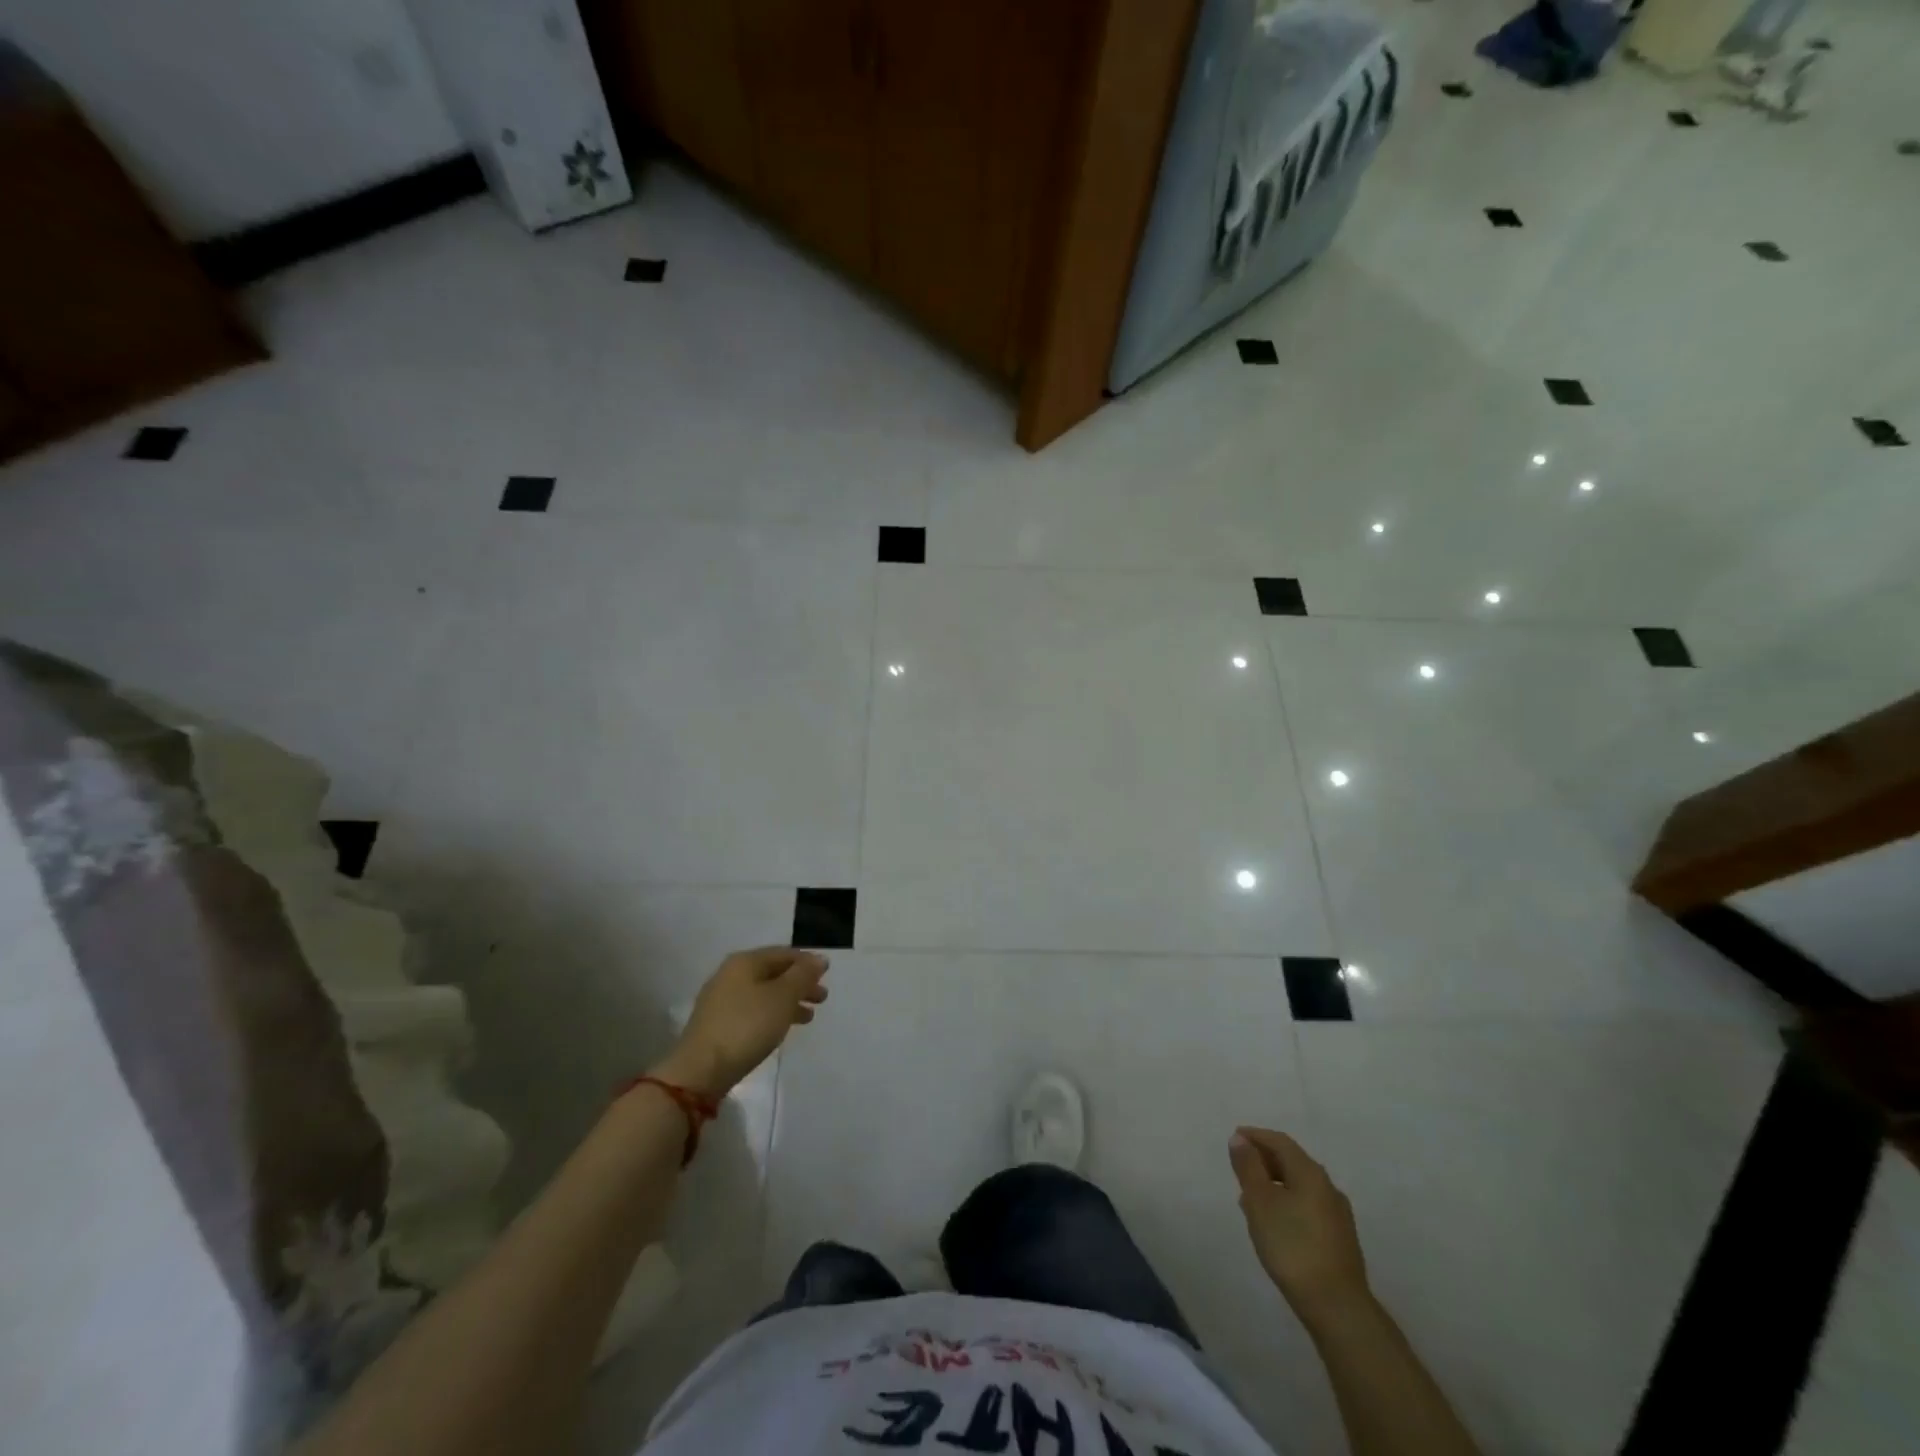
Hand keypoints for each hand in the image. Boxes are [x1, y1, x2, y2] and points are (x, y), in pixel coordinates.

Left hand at [653, 947, 829, 1097]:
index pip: (783, 953)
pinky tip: (782, 1028)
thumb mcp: (782, 997)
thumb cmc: (747, 1026)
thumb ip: (803, 975)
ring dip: (788, 1001)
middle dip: (799, 983)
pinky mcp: (717, 1024)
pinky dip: (772, 1014)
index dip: (807, 962)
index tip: (827, 974)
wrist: (701, 1070)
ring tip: (808, 1016)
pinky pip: (753, 1010)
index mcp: (745, 962)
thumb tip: (819, 959)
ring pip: (763, 993)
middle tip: (822, 998)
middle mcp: (730, 974)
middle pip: (773, 973)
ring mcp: (721, 1000)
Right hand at [1230, 1126, 1370, 1327]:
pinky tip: (1274, 1223)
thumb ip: (1248, 1167)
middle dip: (1264, 1160)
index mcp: (1310, 1172)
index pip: (1280, 1142)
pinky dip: (1286, 1203)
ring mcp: (1337, 1215)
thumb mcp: (1260, 1201)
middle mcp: (1328, 1187)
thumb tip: (1240, 1139)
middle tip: (1239, 1167)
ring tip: (1250, 1197)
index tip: (1234, 1139)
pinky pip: (1307, 1207)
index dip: (1255, 1136)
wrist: (1337, 1307)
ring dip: (1274, 1184)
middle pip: (1292, 1162)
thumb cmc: (1292, 1245)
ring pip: (1299, 1186)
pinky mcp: (1339, 1240)